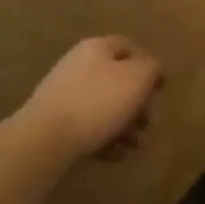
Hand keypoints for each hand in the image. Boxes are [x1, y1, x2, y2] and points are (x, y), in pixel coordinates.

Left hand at [22, 36, 162, 162]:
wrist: (44, 139)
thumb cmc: (98, 102)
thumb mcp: (139, 78)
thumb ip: (152, 69)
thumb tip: (150, 72)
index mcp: (97, 48)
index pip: (130, 48)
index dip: (149, 66)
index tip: (159, 91)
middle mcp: (79, 65)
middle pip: (118, 80)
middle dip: (138, 104)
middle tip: (148, 124)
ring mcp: (63, 94)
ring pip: (104, 106)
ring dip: (124, 125)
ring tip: (133, 146)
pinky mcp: (54, 122)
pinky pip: (87, 126)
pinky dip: (104, 138)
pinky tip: (114, 155)